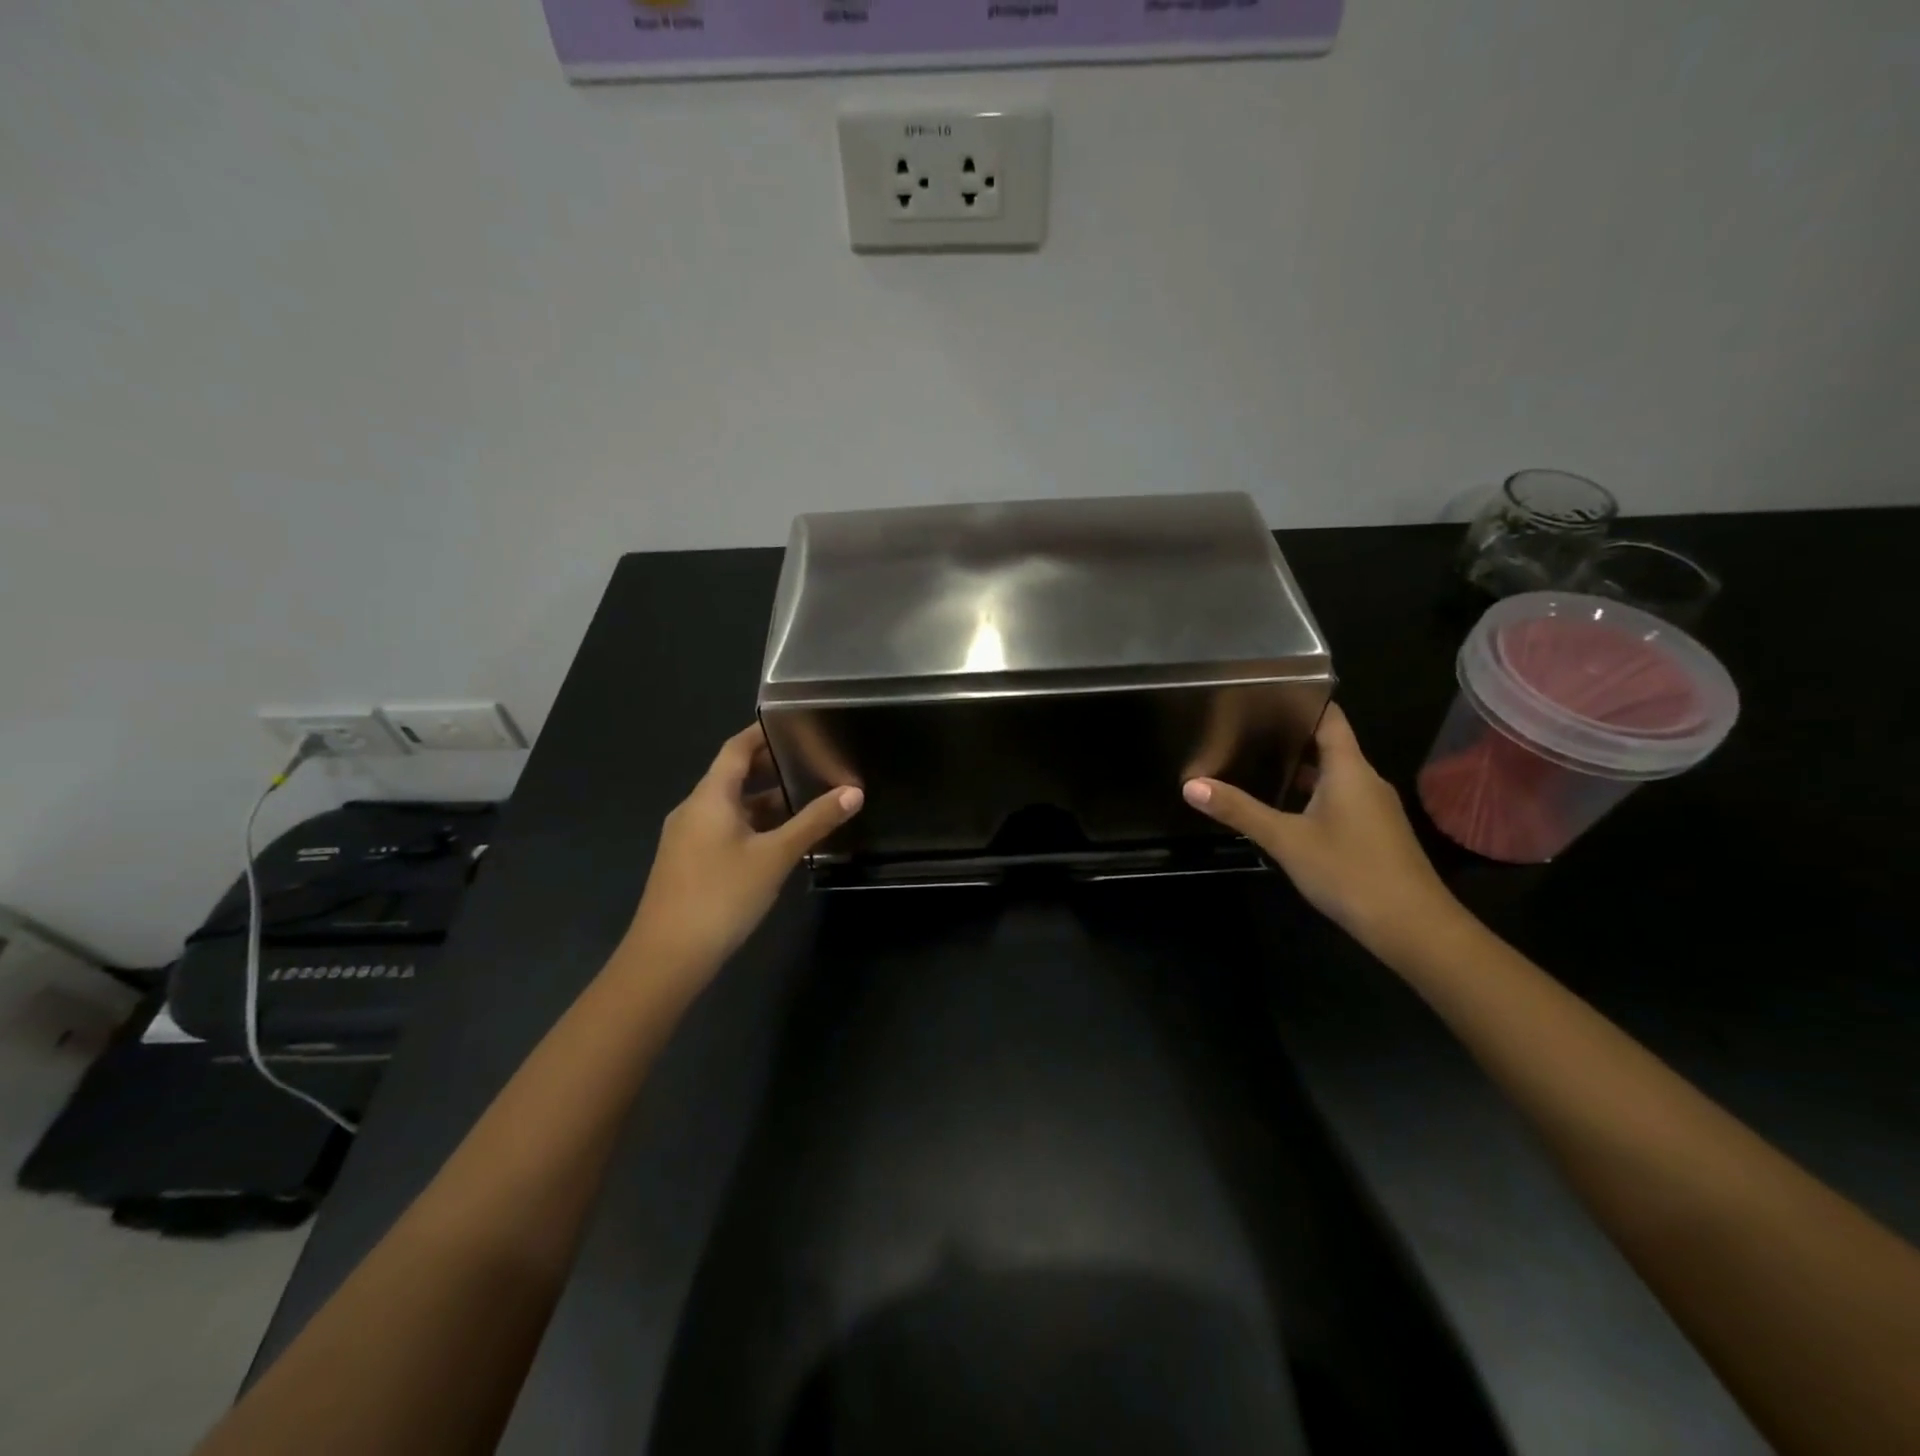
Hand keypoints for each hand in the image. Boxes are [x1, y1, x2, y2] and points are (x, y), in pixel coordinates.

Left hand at [623, 725, 862, 981]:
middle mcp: (693, 809)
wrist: (667, 958)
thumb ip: (814, 822)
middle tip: (811, 762)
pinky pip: (724, 830)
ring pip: (730, 807)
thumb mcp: (774, 856)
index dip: (762, 733)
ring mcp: (687, 838)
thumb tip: (853, 791)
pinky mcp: (688, 863)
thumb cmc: (722, 895)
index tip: (794, 724)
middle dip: (770, 768)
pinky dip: (752, 825)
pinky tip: (778, 841)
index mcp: (709, 797)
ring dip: (764, 801)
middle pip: (732, 776)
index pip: (736, 749)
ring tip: (805, 801)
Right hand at [1182, 703, 1458, 949]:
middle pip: (1329, 746)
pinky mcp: (1375, 834)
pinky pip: (1340, 801)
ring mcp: (1374, 809)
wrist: (1413, 928)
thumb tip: (1191, 785)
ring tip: (1255, 766)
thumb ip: (1239, 811)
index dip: (1301, 702)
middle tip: (1244, 731)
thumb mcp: (1285, 840)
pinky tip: (1285, 811)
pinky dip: (1312, 797)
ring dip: (1300, 771)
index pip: (1329, 718)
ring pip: (1334, 777)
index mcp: (1350, 770)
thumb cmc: (1349, 872)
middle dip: (1290, 738)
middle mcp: (1366, 781)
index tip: (1264, 694)